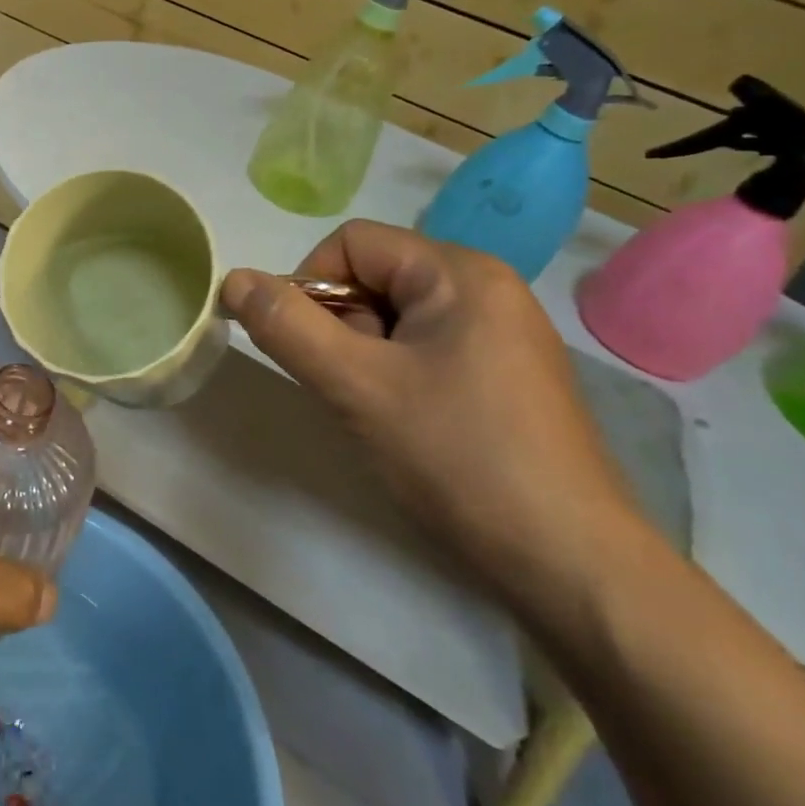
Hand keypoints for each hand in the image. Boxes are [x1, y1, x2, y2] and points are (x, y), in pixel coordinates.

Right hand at [223, 221, 648, 625]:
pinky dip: (393, 373)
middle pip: (373, 276)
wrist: (570, 563)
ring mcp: (501, 333)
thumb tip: (234, 279)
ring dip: (362, 354)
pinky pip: (424, 348)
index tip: (308, 349)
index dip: (310, 285)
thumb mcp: (356, 385)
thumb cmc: (458, 457)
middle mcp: (486, 288)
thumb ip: (286, 326)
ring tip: (376, 411)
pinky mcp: (506, 374)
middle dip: (339, 325)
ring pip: (394, 316)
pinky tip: (405, 423)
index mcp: (459, 272)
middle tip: (347, 387)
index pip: (351, 243)